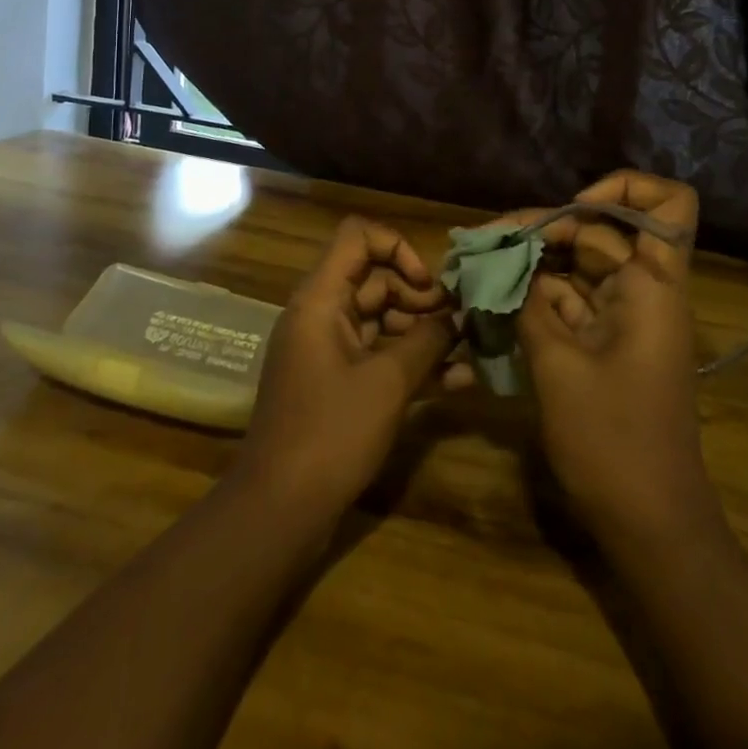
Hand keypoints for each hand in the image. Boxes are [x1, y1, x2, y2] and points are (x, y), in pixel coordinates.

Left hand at [234, 217, 457, 521]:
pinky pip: (378, 356)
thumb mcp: (388, 382)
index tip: (428, 284)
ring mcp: (329, 350)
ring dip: (424, 332)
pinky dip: (411, 362)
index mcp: (321, 299)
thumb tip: (460, 315)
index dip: (397, 248)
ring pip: (382, 320)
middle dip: (421, 296)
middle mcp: (322, 315)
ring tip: (469, 350)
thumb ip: (427, 340)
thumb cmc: (331, 433)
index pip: (358, 237)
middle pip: (375, 279)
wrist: (279, 511)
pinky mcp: (338, 383)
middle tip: (461, 322)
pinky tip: (457, 381)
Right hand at [514, 172, 718, 538]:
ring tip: (478, 264)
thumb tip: (503, 264)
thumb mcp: (558, 366)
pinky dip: (534, 296)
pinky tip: (492, 298)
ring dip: (532, 262)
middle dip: (543, 228)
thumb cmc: (613, 442)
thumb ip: (529, 304)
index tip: (572, 206)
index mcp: (653, 285)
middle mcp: (643, 289)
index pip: (668, 205)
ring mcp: (624, 316)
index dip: (623, 189)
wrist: (649, 524)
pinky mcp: (605, 341)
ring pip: (579, 264)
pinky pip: (570, 300)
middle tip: (485, 241)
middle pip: (600, 230)